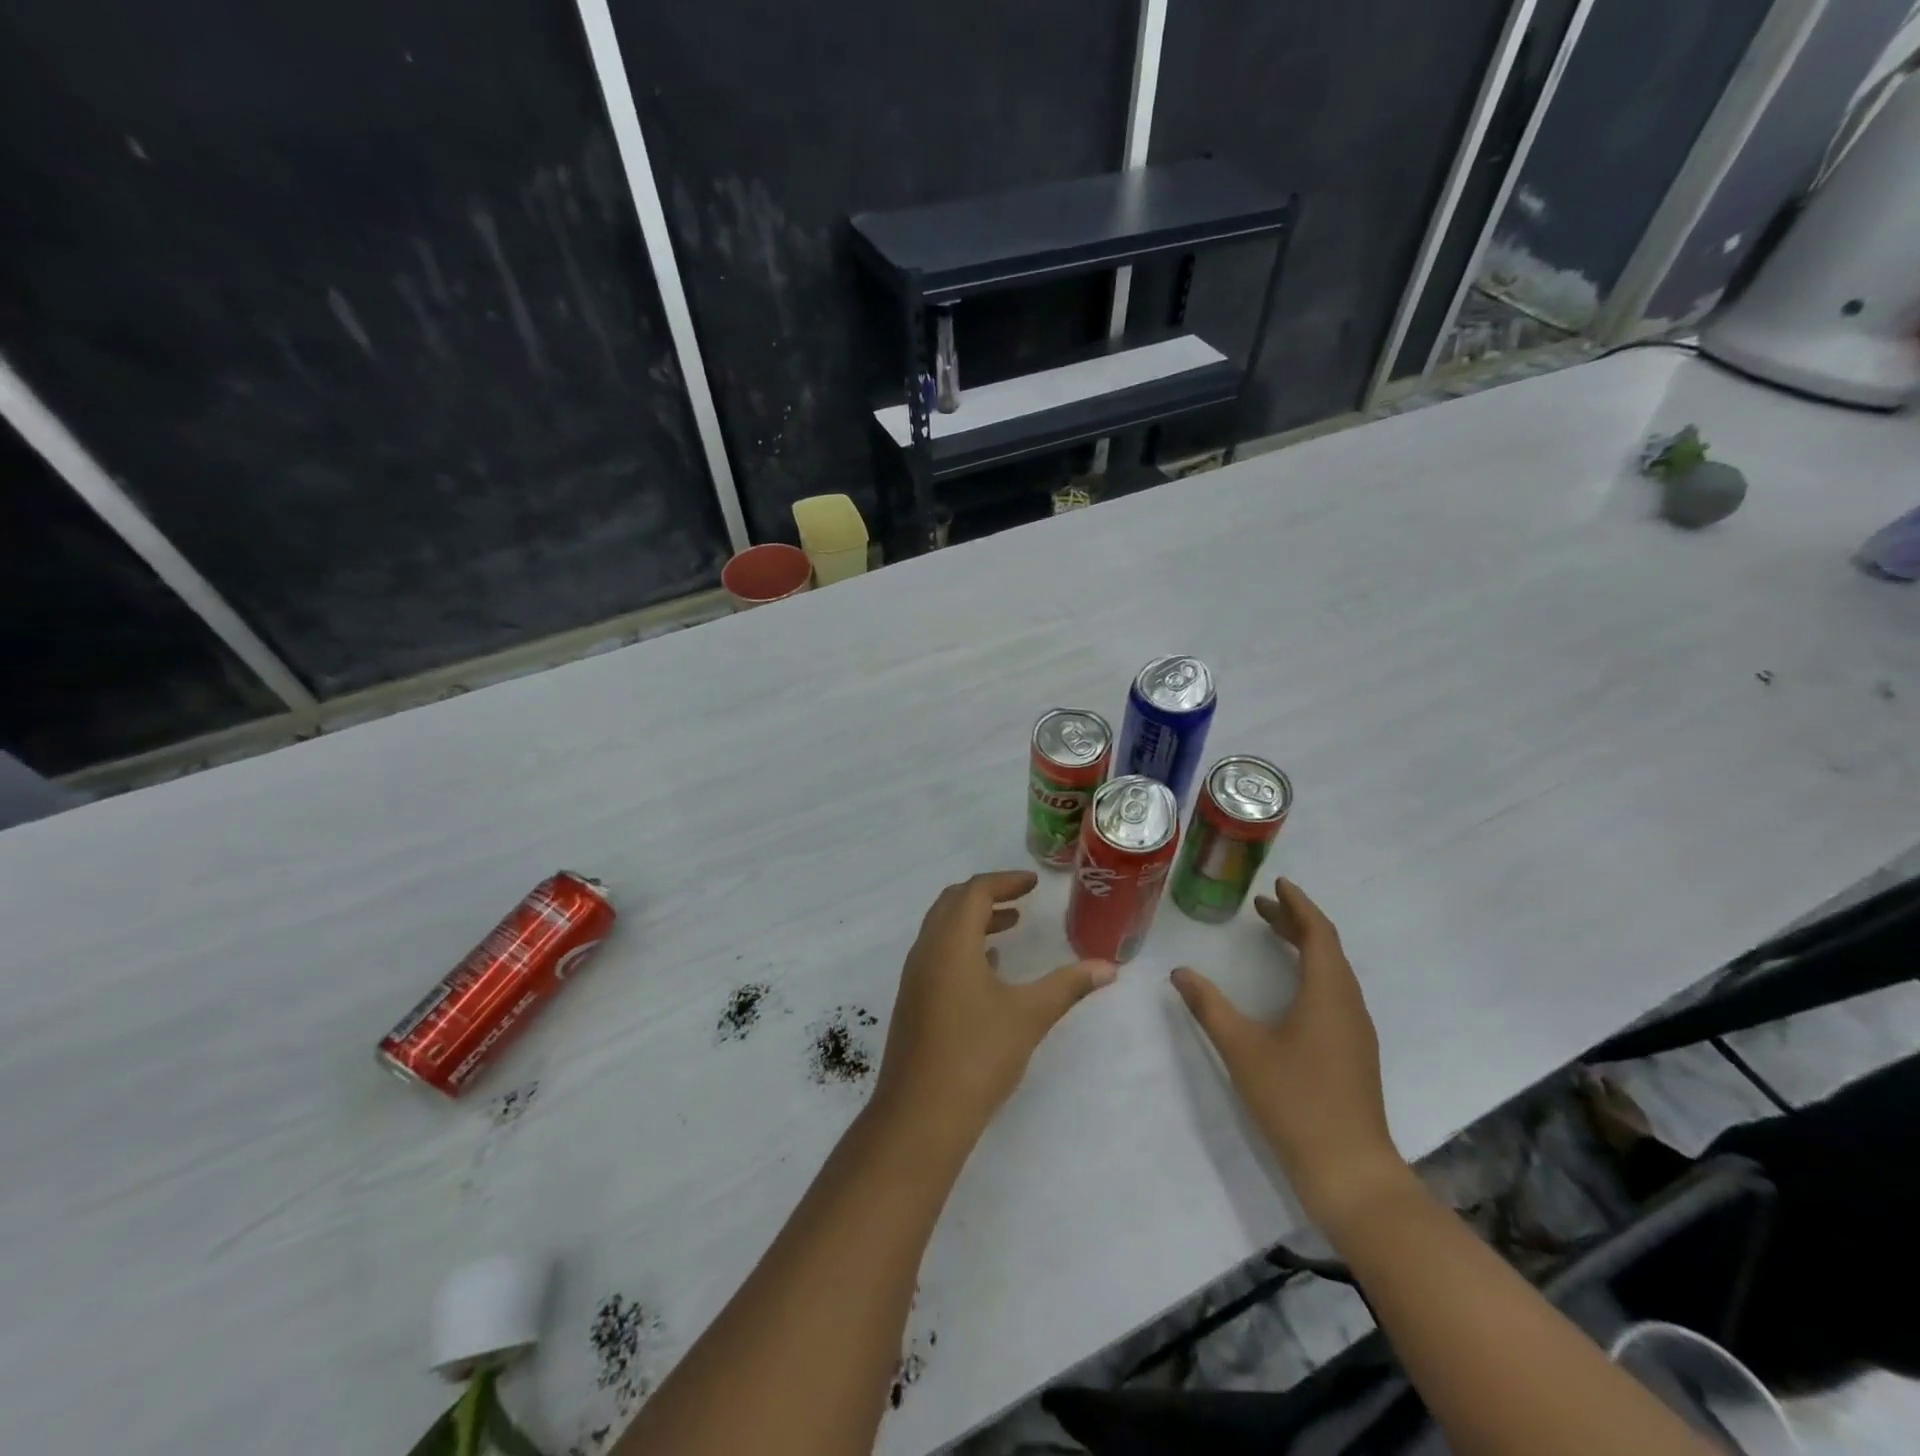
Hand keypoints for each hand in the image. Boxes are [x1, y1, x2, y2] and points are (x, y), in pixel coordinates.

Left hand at [874, 870, 1114, 1146]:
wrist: (920, 1116)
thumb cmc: (977, 1056)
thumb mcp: (1030, 1016)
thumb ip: (1068, 986)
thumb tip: (1108, 967)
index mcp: (950, 942)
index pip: (975, 891)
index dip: (1005, 881)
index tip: (1034, 883)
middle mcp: (926, 950)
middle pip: (953, 902)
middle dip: (987, 894)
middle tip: (1021, 897)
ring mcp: (914, 976)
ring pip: (942, 929)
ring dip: (974, 920)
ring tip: (1010, 926)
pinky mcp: (912, 1000)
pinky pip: (937, 953)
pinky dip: (962, 945)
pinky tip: (989, 969)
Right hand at [1172, 879, 1408, 1230]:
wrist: (1350, 1172)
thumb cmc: (1295, 1101)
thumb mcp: (1242, 1049)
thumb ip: (1209, 1006)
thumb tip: (1180, 972)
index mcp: (1327, 993)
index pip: (1318, 932)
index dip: (1298, 905)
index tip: (1277, 884)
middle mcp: (1348, 1004)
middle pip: (1327, 949)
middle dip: (1296, 922)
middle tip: (1262, 907)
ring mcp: (1355, 1031)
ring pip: (1333, 972)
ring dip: (1306, 948)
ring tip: (1274, 937)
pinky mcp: (1353, 1053)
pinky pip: (1334, 993)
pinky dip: (1312, 973)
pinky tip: (1291, 989)